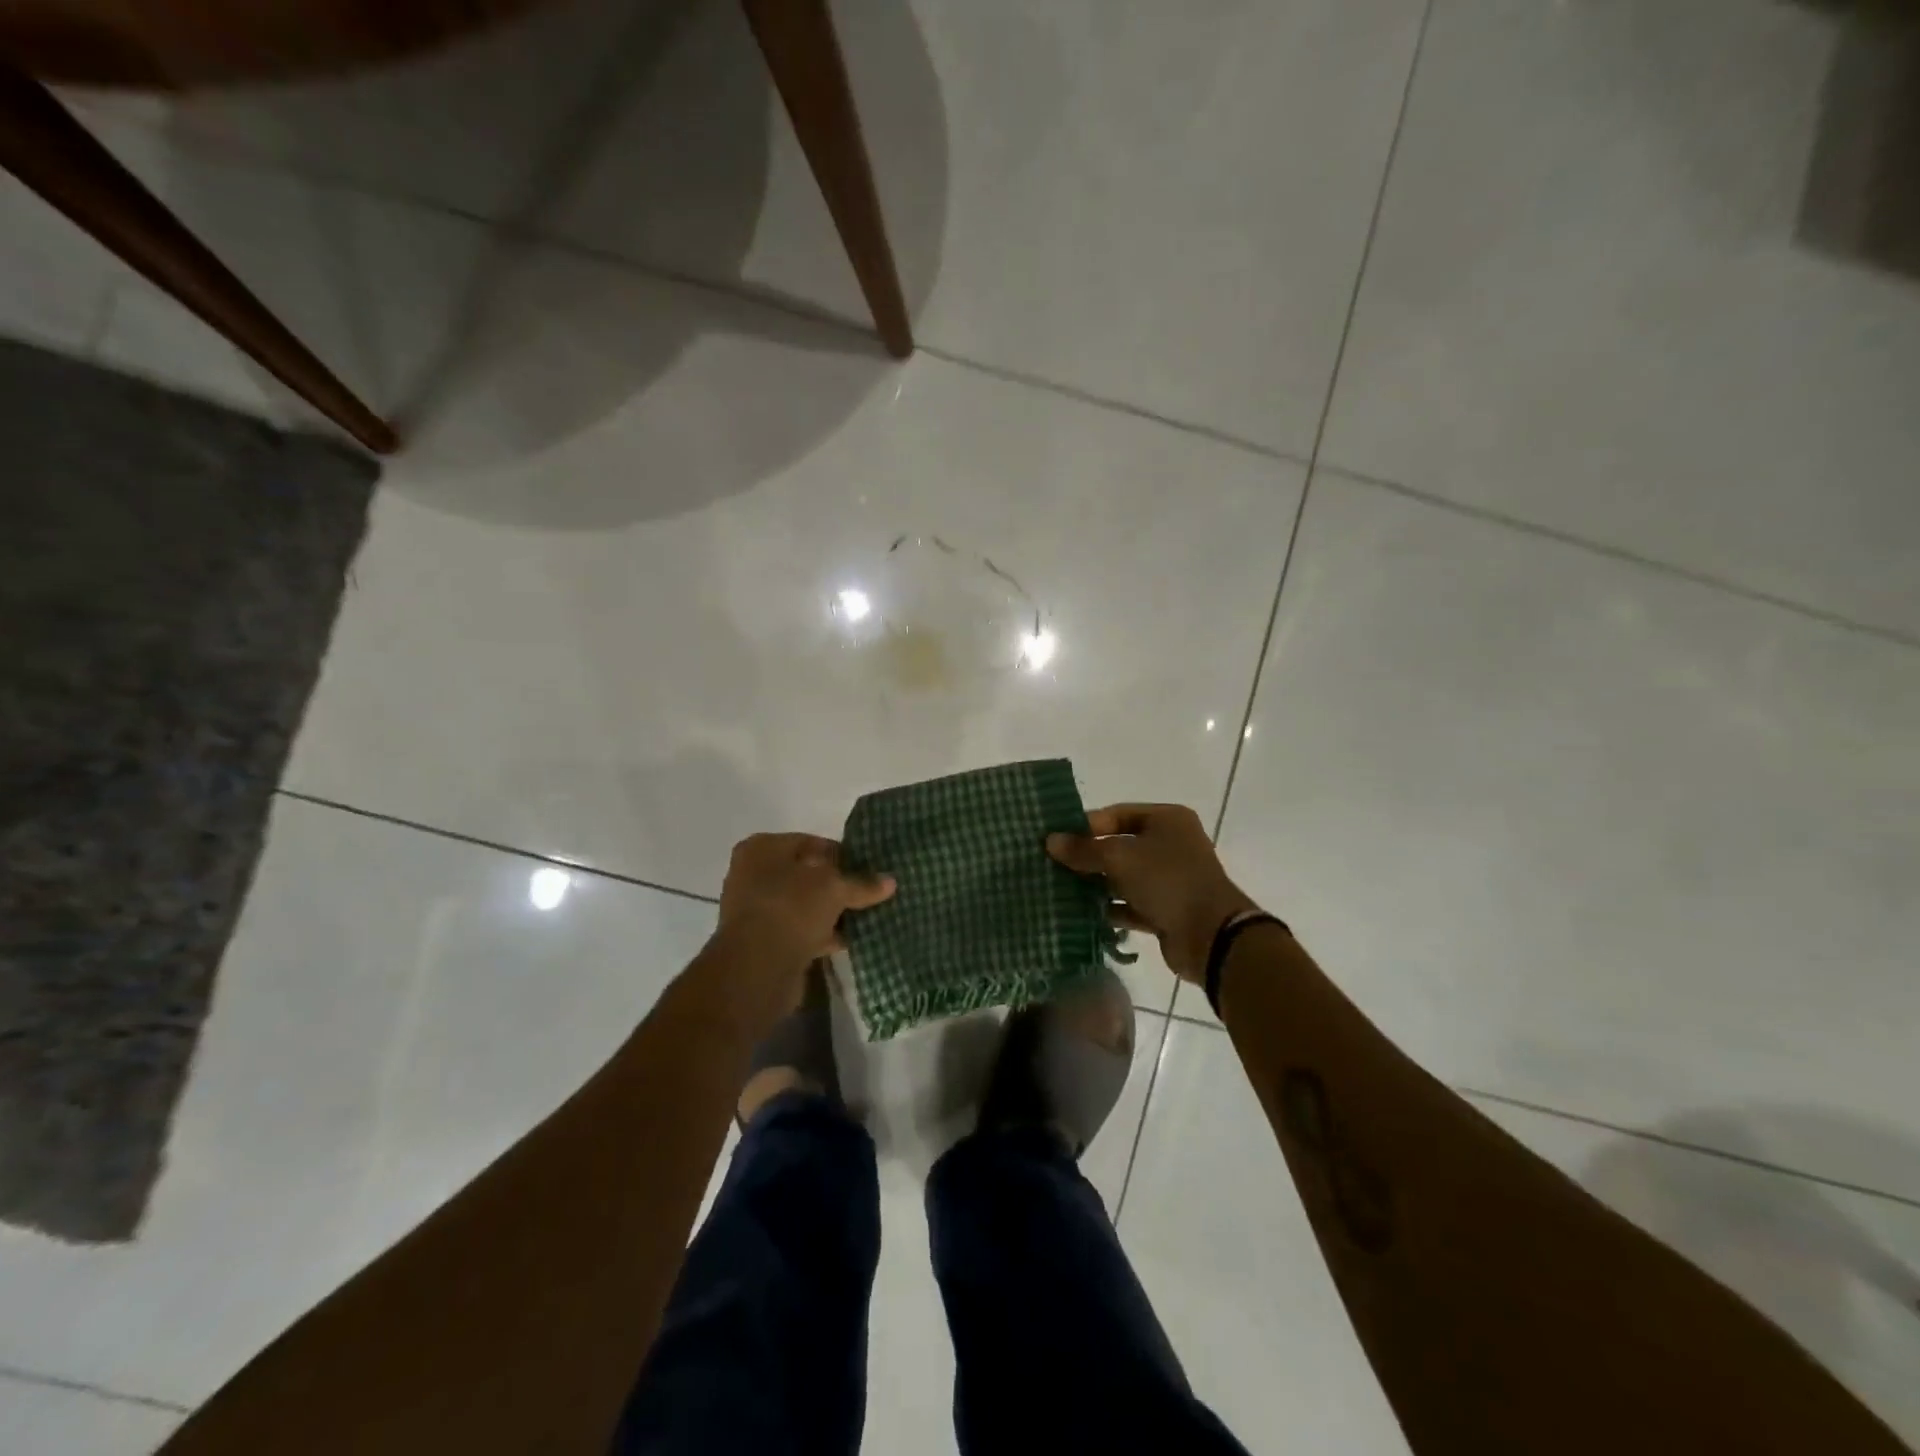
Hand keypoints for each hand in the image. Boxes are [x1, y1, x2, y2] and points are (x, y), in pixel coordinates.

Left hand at [716, 833, 895, 971]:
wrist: (757, 966)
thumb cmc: (792, 907)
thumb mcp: (835, 888)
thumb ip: (862, 883)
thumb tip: (891, 881)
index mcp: (763, 848)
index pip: (811, 843)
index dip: (841, 854)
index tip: (867, 868)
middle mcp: (752, 874)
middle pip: (805, 875)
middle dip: (836, 885)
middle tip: (867, 893)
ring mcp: (754, 910)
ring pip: (801, 905)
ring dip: (828, 912)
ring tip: (863, 918)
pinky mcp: (761, 942)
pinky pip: (798, 930)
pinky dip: (820, 934)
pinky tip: (848, 941)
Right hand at [1047, 804, 1259, 981]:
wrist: (1211, 936)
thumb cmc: (1167, 880)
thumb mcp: (1120, 858)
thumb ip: (1084, 849)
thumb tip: (1050, 841)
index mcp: (1167, 820)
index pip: (1117, 814)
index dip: (1086, 825)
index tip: (1057, 838)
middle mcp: (1171, 845)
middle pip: (1119, 845)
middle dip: (1088, 856)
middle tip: (1052, 864)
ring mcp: (1169, 879)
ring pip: (1123, 876)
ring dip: (1095, 883)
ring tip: (1060, 889)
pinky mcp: (1165, 910)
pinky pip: (1130, 904)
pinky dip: (1109, 907)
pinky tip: (1081, 913)